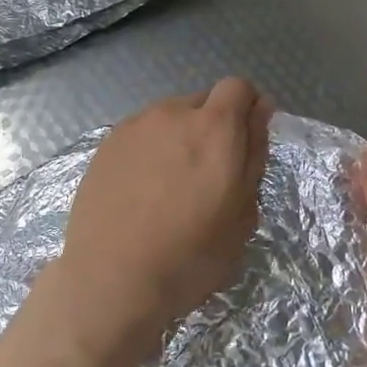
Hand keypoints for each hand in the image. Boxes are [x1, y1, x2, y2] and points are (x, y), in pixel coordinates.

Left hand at [52, 79, 273, 357]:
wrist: (111, 279)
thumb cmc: (190, 255)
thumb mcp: (243, 213)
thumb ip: (254, 153)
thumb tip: (259, 111)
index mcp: (215, 127)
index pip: (239, 87)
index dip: (246, 109)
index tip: (244, 143)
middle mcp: (174, 113)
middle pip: (203, 101)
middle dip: (213, 126)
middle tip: (208, 174)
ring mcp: (135, 126)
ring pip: (169, 118)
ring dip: (179, 137)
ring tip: (170, 185)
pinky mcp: (106, 144)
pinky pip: (141, 134)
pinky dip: (149, 151)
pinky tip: (141, 190)